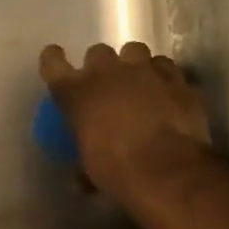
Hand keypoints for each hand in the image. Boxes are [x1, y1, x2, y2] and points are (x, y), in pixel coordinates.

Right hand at [39, 41, 212, 210]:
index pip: (52, 61)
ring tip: (141, 83)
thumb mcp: (89, 167)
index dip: (54, 60)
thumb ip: (84, 157)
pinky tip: (169, 93)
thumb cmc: (118, 171)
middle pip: (98, 52)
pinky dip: (165, 78)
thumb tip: (81, 177)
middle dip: (102, 66)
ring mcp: (144, 71)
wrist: (168, 172)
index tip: (58, 62)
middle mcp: (106, 72)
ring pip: (135, 50)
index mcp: (75, 91)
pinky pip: (166, 68)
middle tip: (108, 86)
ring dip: (135, 65)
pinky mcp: (176, 79)